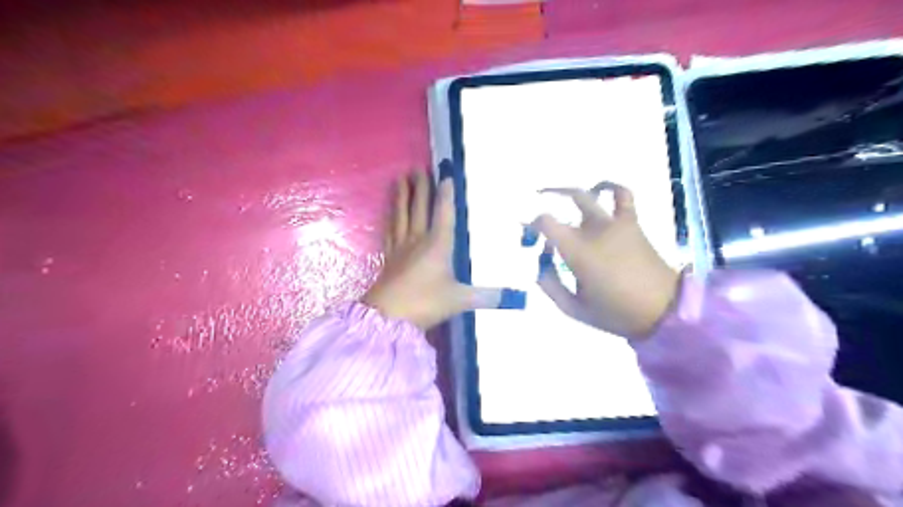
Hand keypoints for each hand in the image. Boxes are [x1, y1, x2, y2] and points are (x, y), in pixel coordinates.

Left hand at [363, 173, 513, 330]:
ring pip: (401, 215)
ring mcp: (400, 247)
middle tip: (418, 168)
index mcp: (438, 245)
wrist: (387, 317)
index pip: (443, 213)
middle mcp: (418, 240)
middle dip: (421, 188)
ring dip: (401, 196)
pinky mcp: (388, 257)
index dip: (446, 194)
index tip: (446, 175)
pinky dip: (390, 217)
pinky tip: (389, 212)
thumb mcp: (459, 300)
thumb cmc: (425, 303)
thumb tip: (517, 298)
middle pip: (419, 208)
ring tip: (399, 178)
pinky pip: (389, 230)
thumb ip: (487, 297)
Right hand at [532, 183, 677, 339]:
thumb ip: (550, 286)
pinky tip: (598, 189)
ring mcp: (615, 223)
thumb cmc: (616, 312)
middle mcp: (594, 229)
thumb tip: (540, 266)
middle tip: (536, 213)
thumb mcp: (574, 309)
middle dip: (544, 203)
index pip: (546, 223)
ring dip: (568, 191)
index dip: (531, 223)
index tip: (527, 233)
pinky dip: (609, 186)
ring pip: (588, 194)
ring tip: (555, 195)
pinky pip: (623, 195)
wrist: (664, 311)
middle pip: (565, 202)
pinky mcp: (632, 223)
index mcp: (578, 251)